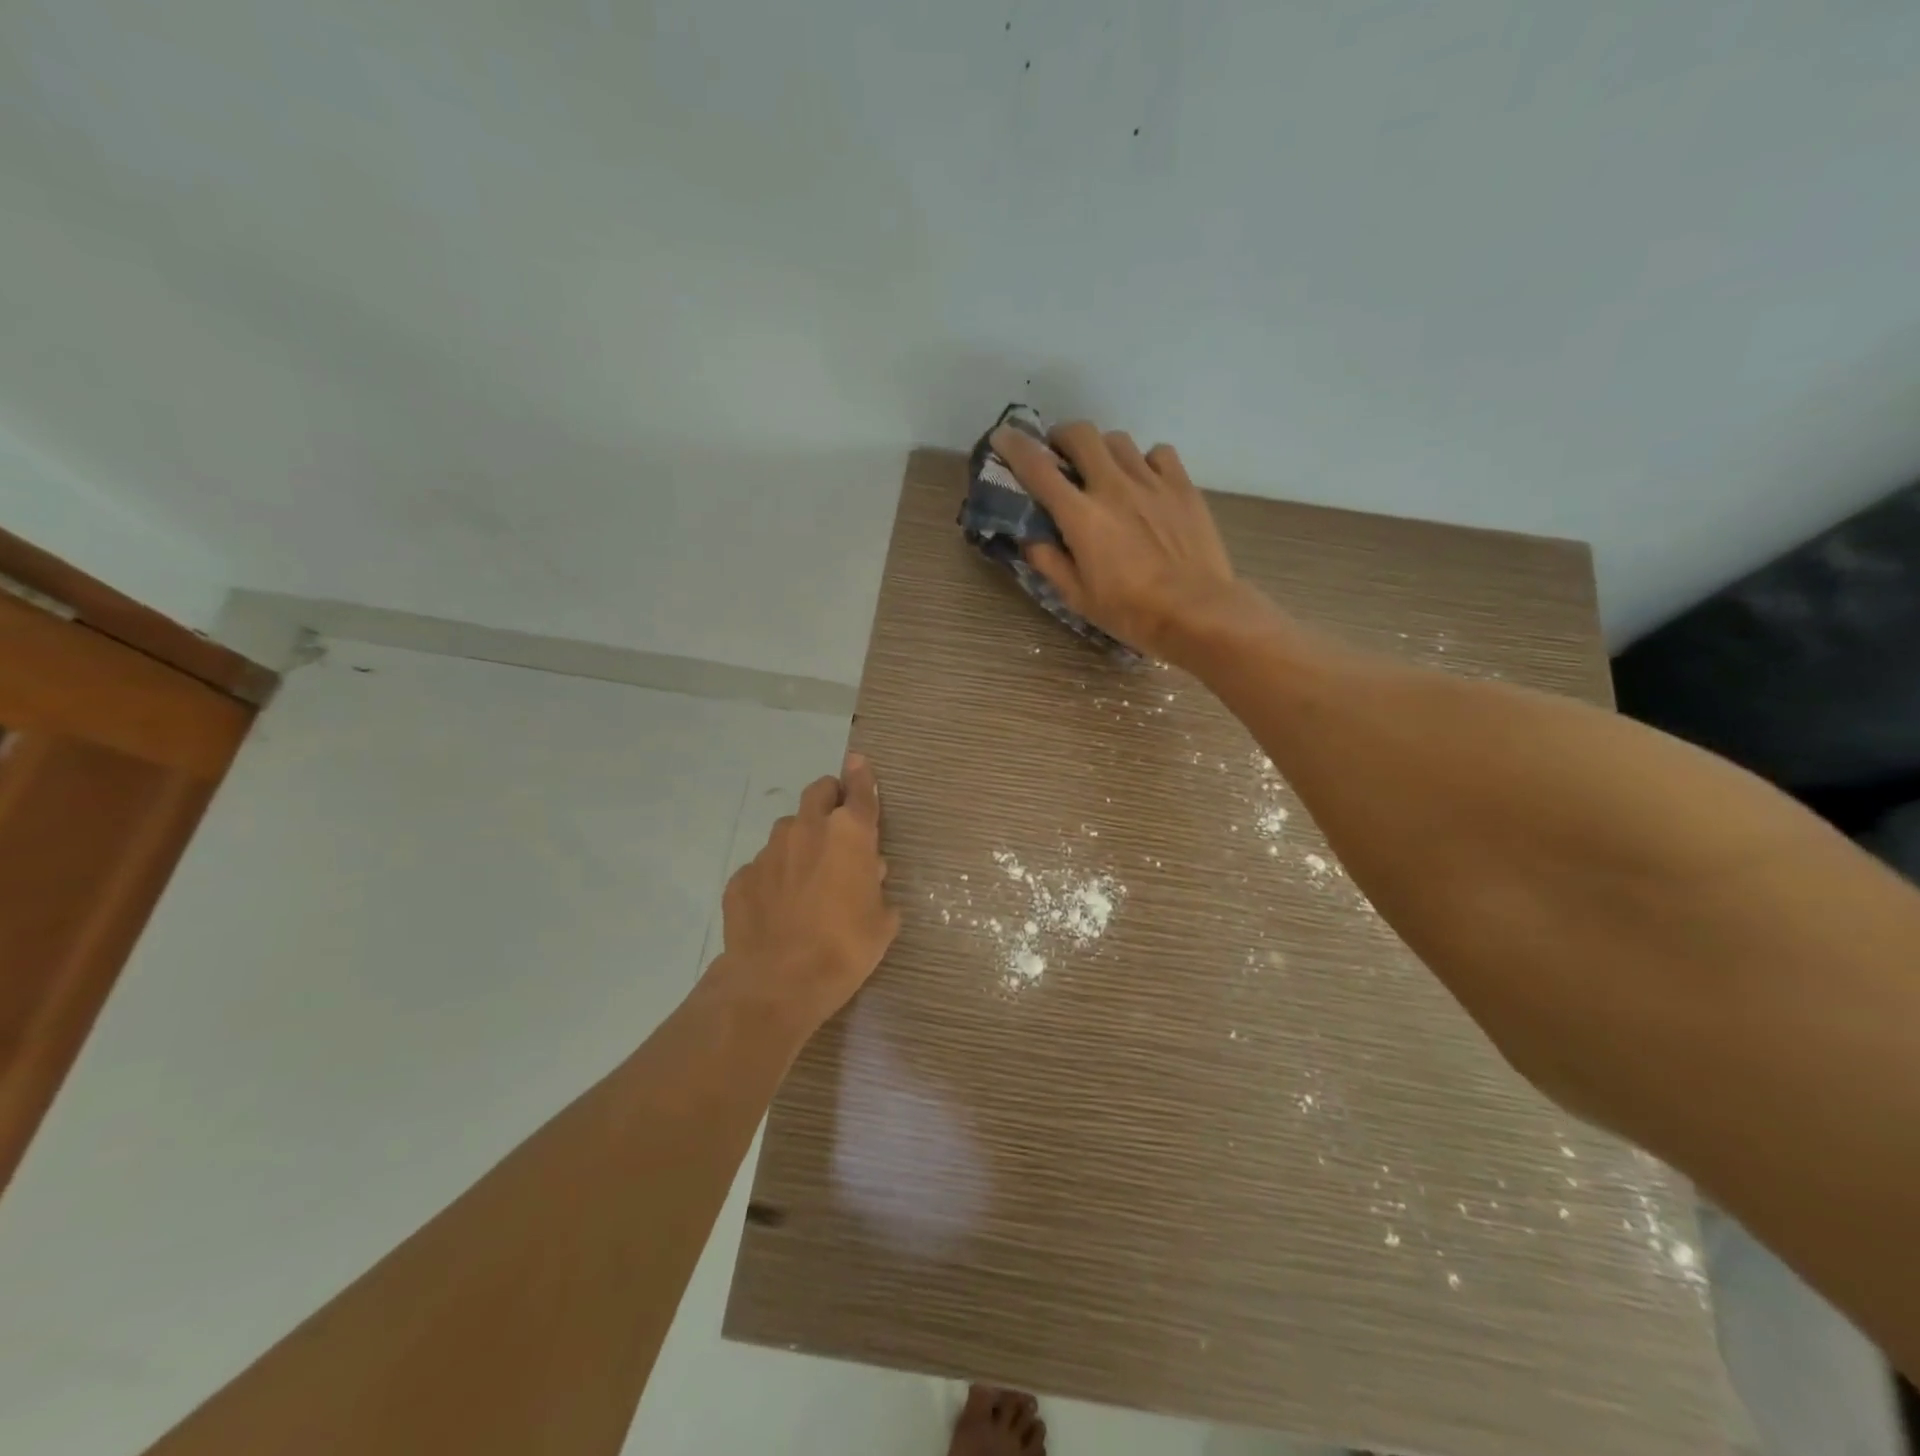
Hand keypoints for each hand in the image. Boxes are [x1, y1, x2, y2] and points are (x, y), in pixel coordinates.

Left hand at [712, 753, 899, 1033]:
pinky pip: (763, 866)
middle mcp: (808, 830)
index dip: (862, 775)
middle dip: (829, 797)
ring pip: (789, 829)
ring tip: (808, 875)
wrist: (777, 983)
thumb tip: (871, 874)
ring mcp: (769, 851)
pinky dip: (775, 875)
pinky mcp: (741, 877)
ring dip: (802, 840)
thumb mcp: (881, 923)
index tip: (859, 760)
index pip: (860, 791)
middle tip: (837, 820)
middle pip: (818, 793)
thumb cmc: (844, 949)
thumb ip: (878, 890)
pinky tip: (779, 905)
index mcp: (849, 835)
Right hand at [992, 420, 1256, 662]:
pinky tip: (1145, 481)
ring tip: (1103, 470)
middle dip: (1062, 437)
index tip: (1003, 437)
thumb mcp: (1078, 597)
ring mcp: (1151, 482)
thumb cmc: (1131, 612)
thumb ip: (1050, 562)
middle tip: (1059, 454)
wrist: (1197, 611)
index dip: (1014, 447)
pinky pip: (1159, 454)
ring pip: (1118, 440)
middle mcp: (1113, 487)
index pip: (1038, 468)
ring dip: (1102, 449)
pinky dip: (1144, 460)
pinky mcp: (1183, 486)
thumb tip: (1031, 538)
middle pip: (1081, 434)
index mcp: (1081, 516)